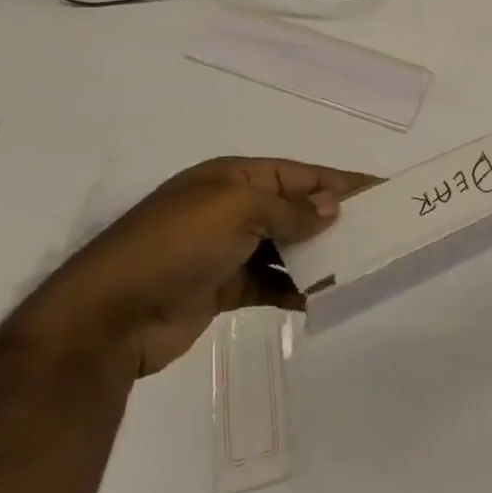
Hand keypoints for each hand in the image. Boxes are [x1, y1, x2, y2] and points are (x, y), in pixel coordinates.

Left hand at [23, 157, 374, 376]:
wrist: (108, 318)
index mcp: (234, 177)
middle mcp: (232, 208)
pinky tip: (322, 297)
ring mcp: (226, 249)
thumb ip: (289, 209)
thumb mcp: (236, 210)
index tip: (382, 190)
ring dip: (318, 256)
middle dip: (334, 218)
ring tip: (358, 266)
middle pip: (296, 208)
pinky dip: (295, 288)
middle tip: (379, 231)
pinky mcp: (222, 288)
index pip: (301, 174)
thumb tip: (331, 208)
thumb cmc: (175, 246)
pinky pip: (271, 282)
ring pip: (287, 247)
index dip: (341, 181)